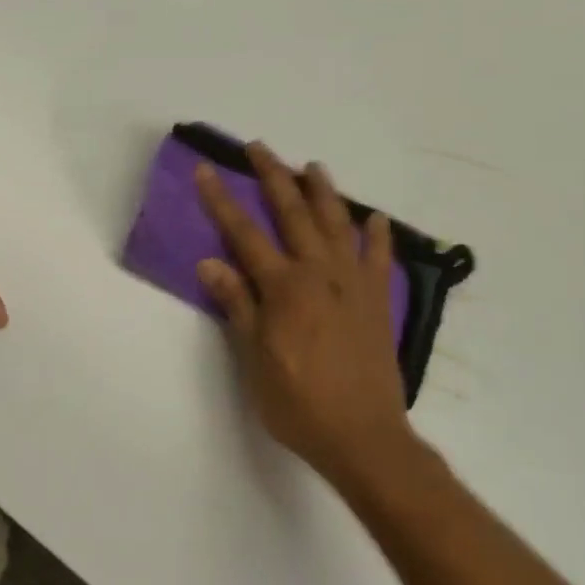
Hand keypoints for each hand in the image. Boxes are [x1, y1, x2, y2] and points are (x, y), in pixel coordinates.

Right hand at [194, 144, 415, 487]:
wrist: (363, 437)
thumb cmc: (298, 403)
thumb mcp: (253, 360)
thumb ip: (237, 306)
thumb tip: (211, 262)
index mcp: (283, 288)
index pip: (244, 233)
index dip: (221, 200)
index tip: (206, 170)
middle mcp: (318, 274)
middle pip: (292, 213)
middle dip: (273, 176)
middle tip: (259, 147)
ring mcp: (353, 284)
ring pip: (337, 224)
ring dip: (323, 192)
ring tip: (312, 167)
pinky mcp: (377, 302)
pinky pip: (378, 258)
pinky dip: (377, 235)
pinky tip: (374, 217)